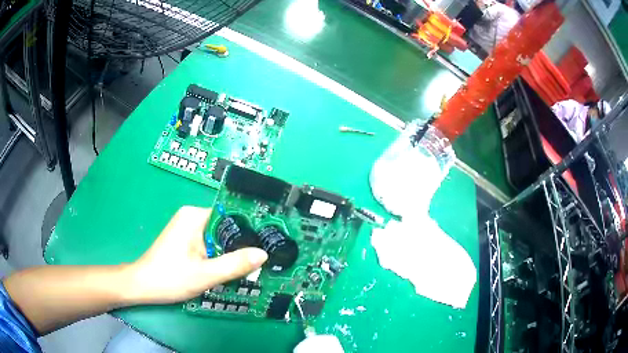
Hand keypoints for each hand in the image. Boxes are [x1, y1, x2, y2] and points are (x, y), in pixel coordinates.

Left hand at [125, 206, 267, 303]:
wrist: (143, 286)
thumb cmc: (170, 278)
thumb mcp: (205, 274)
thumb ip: (234, 264)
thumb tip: (263, 254)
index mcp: (195, 216)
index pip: (230, 215)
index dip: (250, 228)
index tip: (267, 241)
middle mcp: (192, 216)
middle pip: (226, 227)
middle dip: (241, 244)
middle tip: (260, 261)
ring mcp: (188, 227)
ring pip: (219, 237)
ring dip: (230, 252)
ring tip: (249, 267)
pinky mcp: (186, 239)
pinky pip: (210, 243)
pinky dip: (219, 255)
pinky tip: (228, 269)